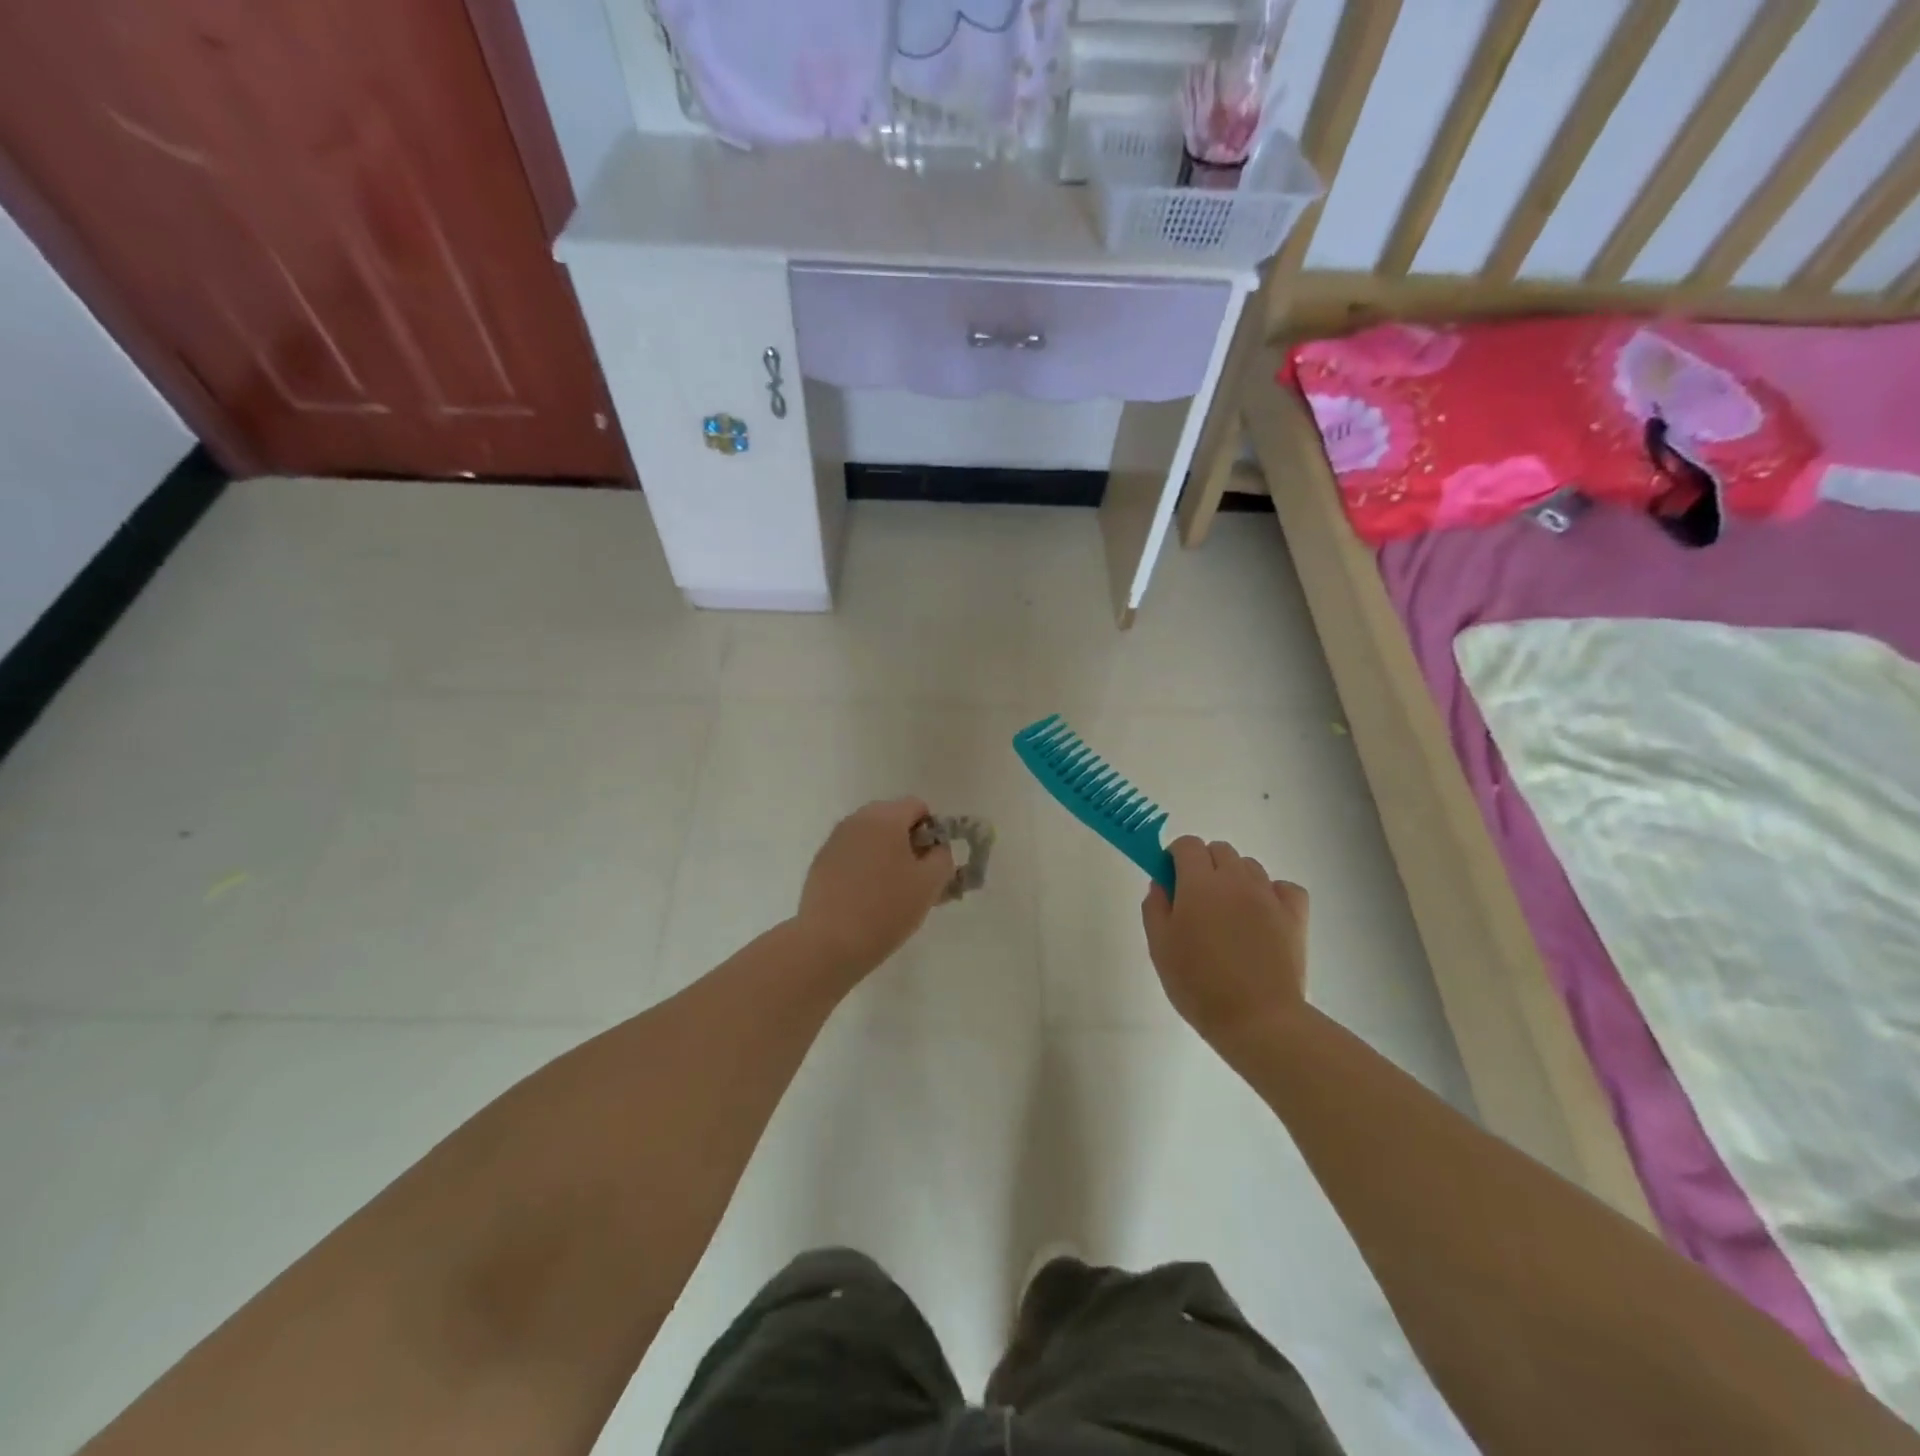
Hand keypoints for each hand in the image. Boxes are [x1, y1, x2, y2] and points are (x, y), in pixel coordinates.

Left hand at [795, 798, 953, 983]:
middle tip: (916, 878)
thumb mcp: (930, 884)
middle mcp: (857, 820)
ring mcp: (835, 840)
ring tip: (891, 891)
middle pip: (892, 819)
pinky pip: (852, 854)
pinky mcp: (820, 863)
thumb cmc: (886, 909)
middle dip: (908, 842)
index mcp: (885, 817)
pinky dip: (864, 867)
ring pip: (871, 837)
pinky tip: (865, 898)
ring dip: (886, 855)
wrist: (829, 942)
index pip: (918, 806)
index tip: (932, 863)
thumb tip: (936, 848)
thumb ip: (943, 857)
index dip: (932, 831)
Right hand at [1141, 836, 1309, 1052]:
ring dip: (1235, 878)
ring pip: (1249, 866)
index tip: (1170, 880)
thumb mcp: (1160, 947)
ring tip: (1229, 914)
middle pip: (1220, 850)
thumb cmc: (1199, 984)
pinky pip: (1284, 887)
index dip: (1175, 857)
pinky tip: (1263, 916)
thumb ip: (1155, 907)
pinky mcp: (1295, 916)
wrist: (1258, 1020)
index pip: (1187, 845)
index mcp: (1199, 883)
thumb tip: (1161, 883)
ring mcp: (1269, 896)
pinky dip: (1272, 893)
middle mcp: (1236, 880)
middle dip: (1204, 865)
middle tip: (1196, 901)